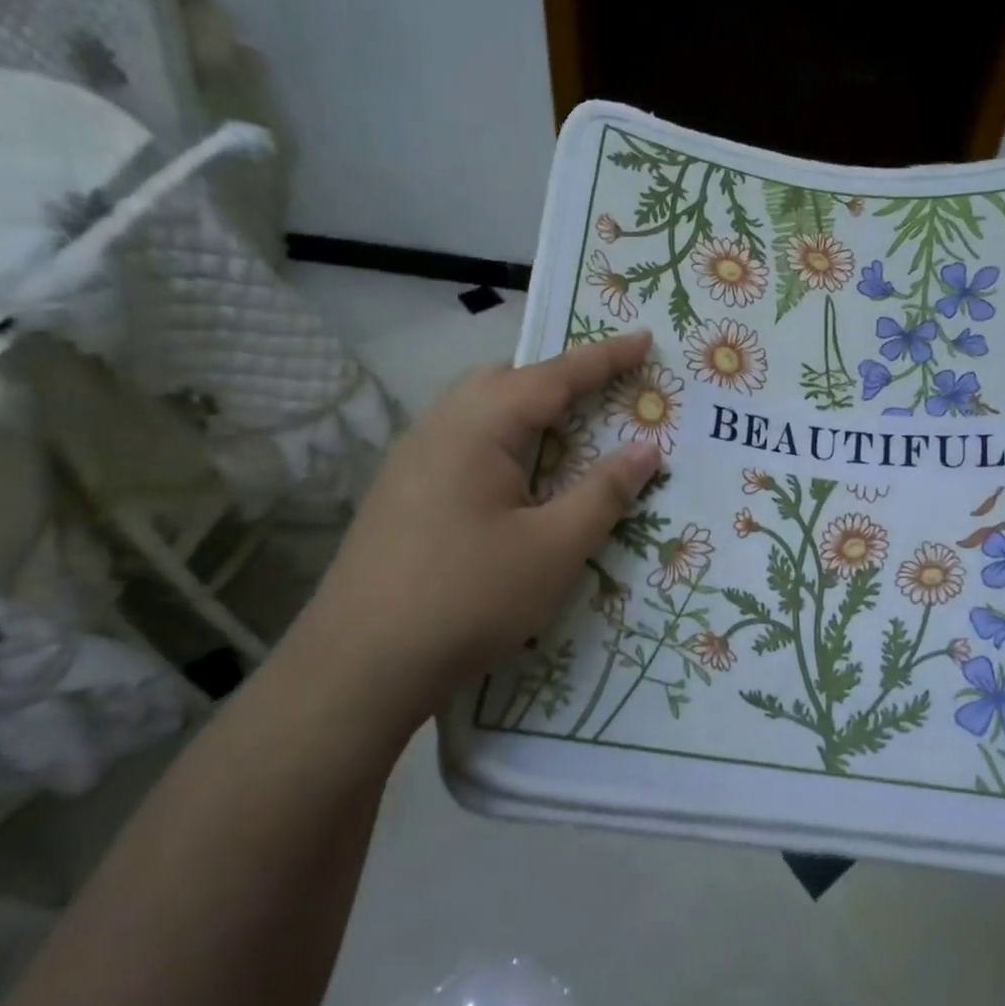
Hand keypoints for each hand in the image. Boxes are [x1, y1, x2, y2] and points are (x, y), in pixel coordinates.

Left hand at [290, 332, 661, 732]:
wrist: (358, 666)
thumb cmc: (468, 597)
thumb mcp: (554, 548)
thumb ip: (604, 492)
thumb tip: (646, 447)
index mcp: (479, 426)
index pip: (553, 376)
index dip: (605, 358)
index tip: (644, 339)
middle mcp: (439, 426)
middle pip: (507, 380)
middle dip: (560, 379)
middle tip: (606, 393)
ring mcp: (411, 458)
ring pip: (479, 410)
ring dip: (527, 411)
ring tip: (567, 435)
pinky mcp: (401, 491)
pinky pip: (462, 442)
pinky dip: (502, 441)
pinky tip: (515, 482)